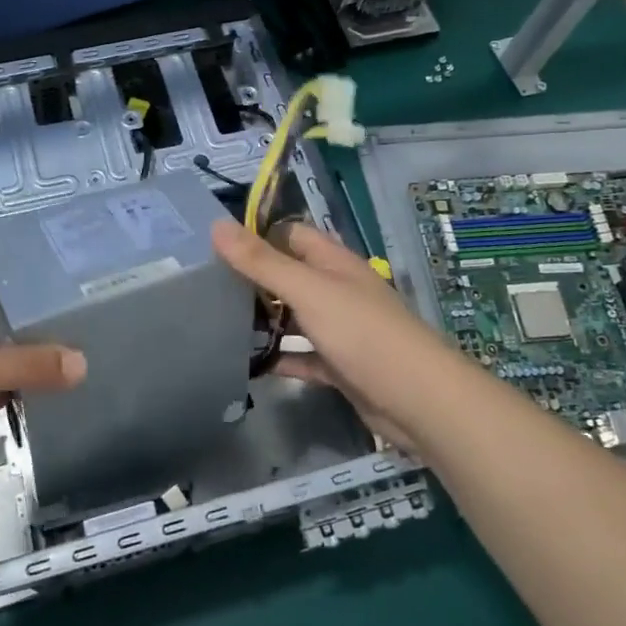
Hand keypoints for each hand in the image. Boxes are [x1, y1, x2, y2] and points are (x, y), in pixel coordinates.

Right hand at [212, 219, 467, 454]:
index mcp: (333, 262)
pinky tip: (251, 365)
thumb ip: (261, 261)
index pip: (290, 235)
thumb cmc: (362, 333)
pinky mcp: (341, 365)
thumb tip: (217, 225)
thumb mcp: (307, 290)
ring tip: (219, 324)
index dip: (257, 236)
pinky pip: (303, 356)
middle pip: (289, 276)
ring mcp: (340, 328)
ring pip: (294, 317)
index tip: (215, 248)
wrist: (418, 400)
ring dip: (265, 321)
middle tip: (207, 289)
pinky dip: (281, 358)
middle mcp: (337, 289)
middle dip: (254, 280)